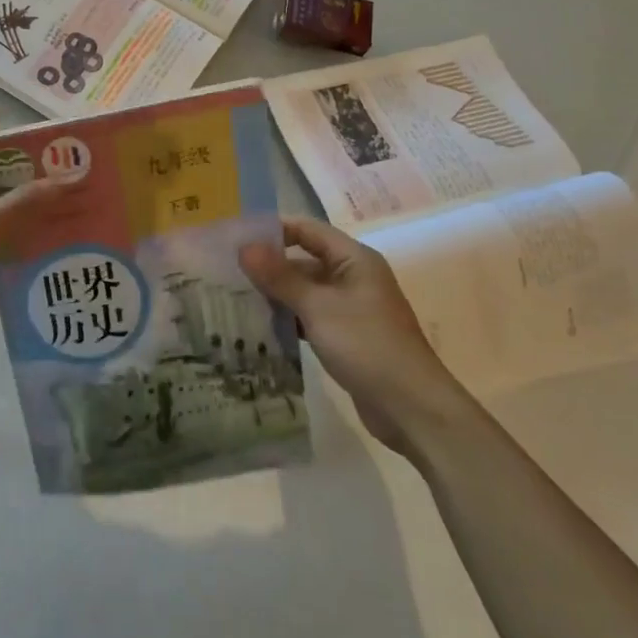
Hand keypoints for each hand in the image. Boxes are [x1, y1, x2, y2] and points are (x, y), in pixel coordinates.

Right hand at [240, 217, 463, 452]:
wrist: (411, 408)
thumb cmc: (366, 346)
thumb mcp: (318, 307)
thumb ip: (280, 277)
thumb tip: (244, 247)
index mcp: (354, 259)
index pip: (306, 230)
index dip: (271, 230)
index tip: (234, 238)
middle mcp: (353, 276)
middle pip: (303, 259)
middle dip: (268, 265)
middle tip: (226, 272)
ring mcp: (351, 307)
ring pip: (305, 290)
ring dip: (275, 294)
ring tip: (234, 298)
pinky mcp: (346, 335)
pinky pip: (310, 316)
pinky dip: (288, 318)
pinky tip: (260, 327)